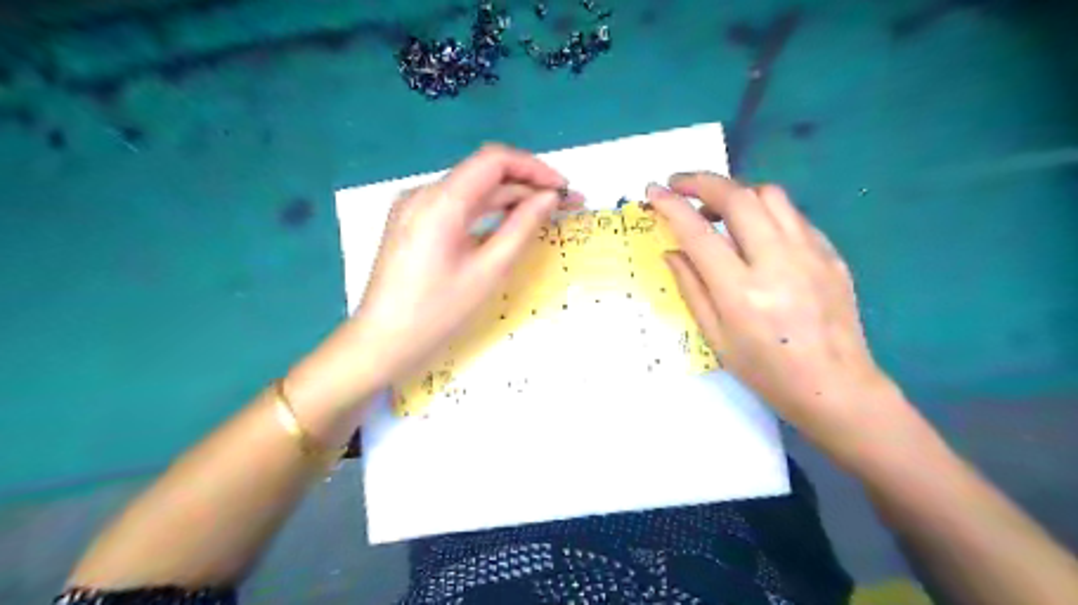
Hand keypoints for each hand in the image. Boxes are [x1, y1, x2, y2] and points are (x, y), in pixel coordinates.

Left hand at [328, 143, 576, 393]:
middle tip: (564, 204)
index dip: (534, 168)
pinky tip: (508, 223)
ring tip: (544, 213)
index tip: (563, 189)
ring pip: (470, 190)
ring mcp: (413, 206)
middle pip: (482, 174)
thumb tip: (549, 198)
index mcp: (440, 201)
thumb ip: (522, 227)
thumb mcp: (489, 271)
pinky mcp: (411, 221)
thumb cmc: (438, 313)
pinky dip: (486, 210)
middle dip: (526, 185)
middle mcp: (423, 192)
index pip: (494, 160)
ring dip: (508, 198)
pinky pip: (455, 206)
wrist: (382, 342)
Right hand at [648, 172, 903, 455]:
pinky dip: (766, 212)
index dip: (671, 206)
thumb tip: (671, 250)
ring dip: (737, 192)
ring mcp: (810, 254)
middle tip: (680, 184)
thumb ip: (691, 288)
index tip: (653, 190)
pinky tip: (756, 232)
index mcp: (741, 292)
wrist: (836, 386)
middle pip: (738, 197)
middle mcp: (777, 263)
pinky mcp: (831, 254)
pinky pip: (793, 216)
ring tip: (718, 208)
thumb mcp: (715, 338)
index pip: (699, 233)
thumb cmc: (766, 371)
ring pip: (771, 195)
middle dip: (702, 181)